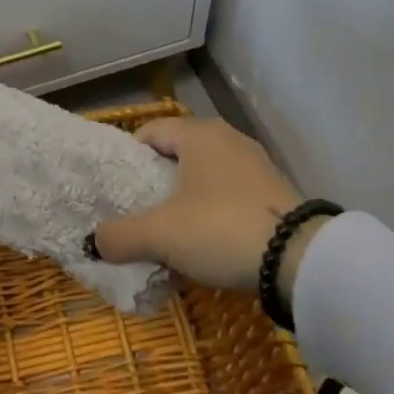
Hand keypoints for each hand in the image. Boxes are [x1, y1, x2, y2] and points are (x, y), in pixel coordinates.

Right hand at [90, 117, 320, 303]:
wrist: (301, 260)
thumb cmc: (220, 229)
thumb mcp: (160, 235)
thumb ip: (119, 236)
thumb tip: (92, 242)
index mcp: (197, 133)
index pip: (148, 132)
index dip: (128, 161)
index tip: (119, 193)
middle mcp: (226, 138)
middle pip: (176, 154)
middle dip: (155, 183)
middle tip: (139, 214)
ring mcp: (255, 163)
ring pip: (204, 176)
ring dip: (184, 200)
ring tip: (171, 233)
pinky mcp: (274, 191)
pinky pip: (229, 194)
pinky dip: (212, 211)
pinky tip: (207, 242)